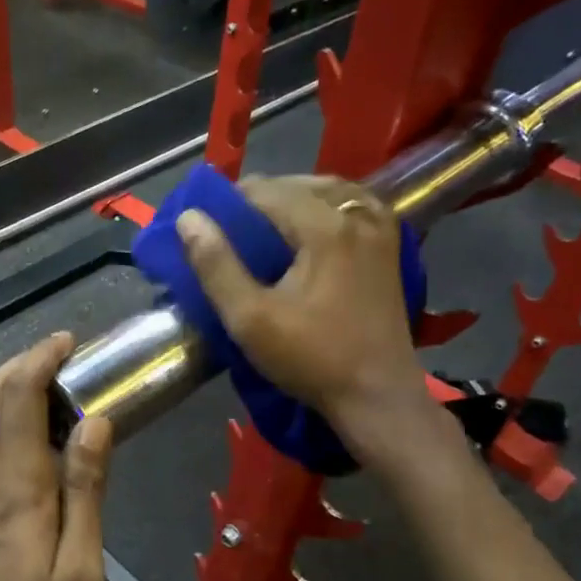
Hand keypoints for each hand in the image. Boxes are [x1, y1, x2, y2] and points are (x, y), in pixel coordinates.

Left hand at [0, 333, 111, 580]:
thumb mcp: (77, 576)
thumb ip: (84, 493)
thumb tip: (95, 423)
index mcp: (13, 489)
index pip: (18, 398)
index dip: (40, 359)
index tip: (67, 341)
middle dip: (20, 366)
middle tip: (57, 360)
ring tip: (35, 391)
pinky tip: (1, 442)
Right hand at [176, 175, 424, 425]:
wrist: (377, 395)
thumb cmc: (310, 358)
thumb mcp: (249, 318)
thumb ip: (216, 265)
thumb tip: (189, 218)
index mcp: (325, 227)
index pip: (266, 191)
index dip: (230, 201)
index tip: (207, 223)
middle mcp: (358, 215)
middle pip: (299, 185)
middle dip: (261, 198)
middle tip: (231, 228)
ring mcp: (381, 230)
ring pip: (329, 191)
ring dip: (293, 199)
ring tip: (264, 224)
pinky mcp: (390, 249)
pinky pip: (354, 207)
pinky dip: (325, 207)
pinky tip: (309, 228)